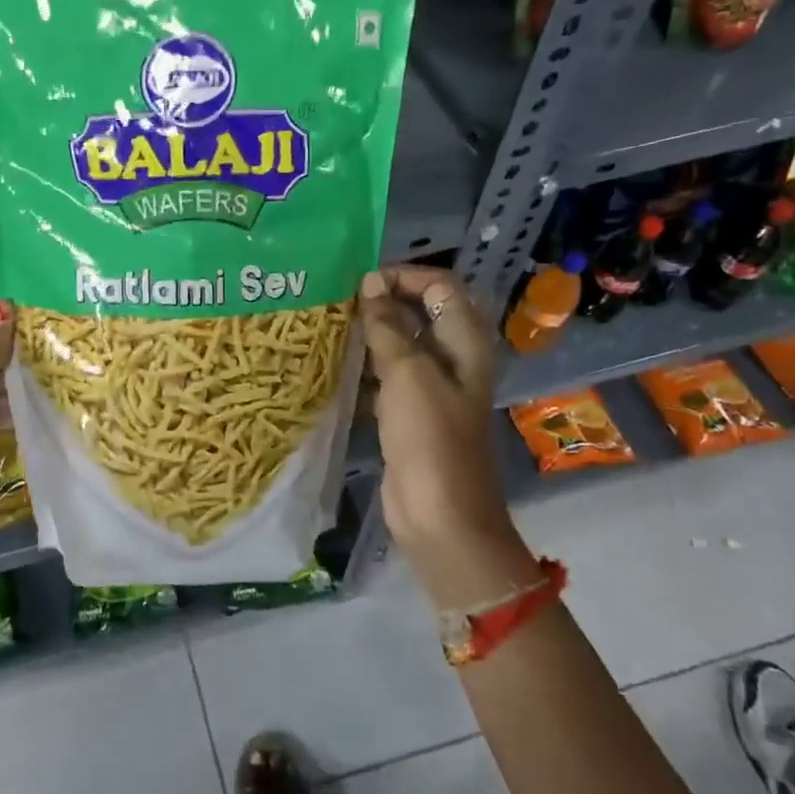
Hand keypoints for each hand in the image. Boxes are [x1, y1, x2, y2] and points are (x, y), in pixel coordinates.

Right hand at [358, 268, 523, 595]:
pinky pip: (385, 378)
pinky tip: (333, 368)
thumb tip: (370, 284)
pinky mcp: (409, 415)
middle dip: (382, 303)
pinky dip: (364, 369)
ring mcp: (430, 389)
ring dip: (369, 335)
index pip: (440, 287)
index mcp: (464, 343)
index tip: (361, 283)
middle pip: (419, 314)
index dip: (404, 277)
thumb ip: (388, 326)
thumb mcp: (408, 374)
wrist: (440, 516)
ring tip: (329, 328)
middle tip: (338, 302)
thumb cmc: (430, 439)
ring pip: (399, 346)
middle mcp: (451, 360)